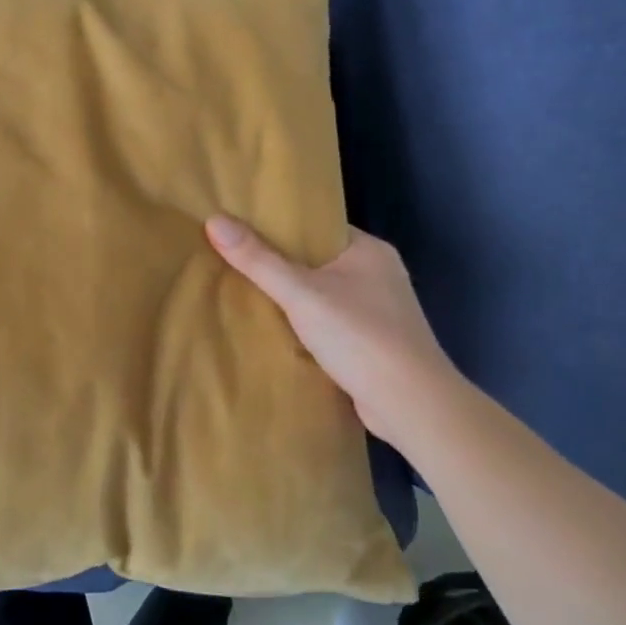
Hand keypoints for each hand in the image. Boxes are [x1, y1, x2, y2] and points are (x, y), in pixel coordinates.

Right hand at [206, 216, 464, 441]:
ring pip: (323, 294)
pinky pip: (330, 322)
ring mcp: (379, 310)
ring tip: (245, 292)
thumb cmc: (359, 336)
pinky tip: (276, 329)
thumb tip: (214, 220)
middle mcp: (378, 273)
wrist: (411, 404)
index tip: (240, 228)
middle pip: (317, 260)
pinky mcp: (374, 342)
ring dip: (293, 298)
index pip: (317, 226)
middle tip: (233, 260)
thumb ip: (258, 260)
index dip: (280, 226)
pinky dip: (306, 324)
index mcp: (369, 249)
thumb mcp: (300, 294)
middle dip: (280, 264)